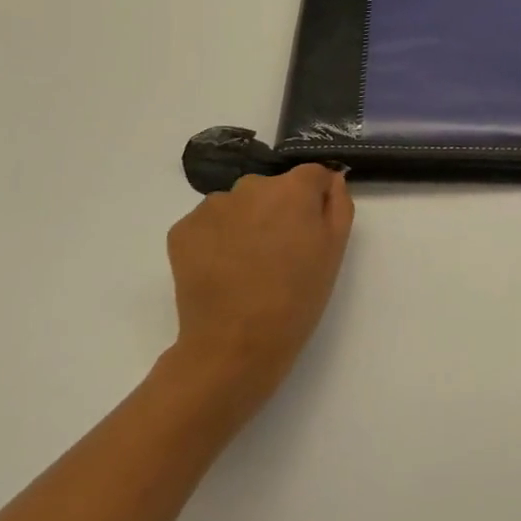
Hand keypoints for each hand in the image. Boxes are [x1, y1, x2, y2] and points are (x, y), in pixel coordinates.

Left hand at [164, 164, 354, 429]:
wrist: (234, 345)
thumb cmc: (296, 298)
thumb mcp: (334, 250)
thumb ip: (338, 204)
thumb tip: (331, 179)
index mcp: (293, 188)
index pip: (312, 175)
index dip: (315, 199)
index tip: (311, 230)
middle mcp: (251, 185)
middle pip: (272, 188)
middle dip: (277, 211)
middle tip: (280, 253)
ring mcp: (212, 206)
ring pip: (238, 205)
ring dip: (245, 223)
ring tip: (247, 266)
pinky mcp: (182, 230)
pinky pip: (208, 224)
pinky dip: (215, 240)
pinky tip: (221, 271)